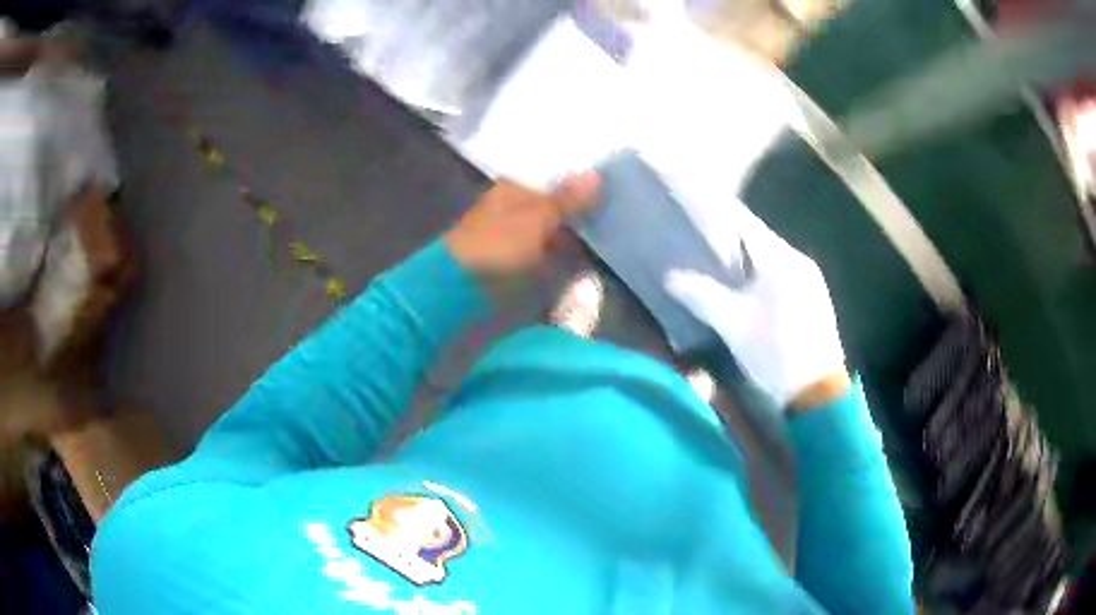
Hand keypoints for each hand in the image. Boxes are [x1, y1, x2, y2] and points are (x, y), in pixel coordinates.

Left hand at [445, 172, 600, 277]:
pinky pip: (541, 258)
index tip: (606, 203)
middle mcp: (509, 209)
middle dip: (575, 219)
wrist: (459, 287)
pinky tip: (577, 269)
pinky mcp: (508, 265)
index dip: (578, 193)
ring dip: (568, 243)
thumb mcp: (537, 218)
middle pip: (550, 210)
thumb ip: (567, 200)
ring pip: (547, 235)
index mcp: (512, 190)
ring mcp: (508, 238)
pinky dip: (556, 262)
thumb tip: (596, 174)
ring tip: (601, 250)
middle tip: (610, 227)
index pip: (552, 185)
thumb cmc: (498, 244)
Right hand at [665, 202, 848, 408]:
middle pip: (759, 239)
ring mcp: (810, 279)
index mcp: (781, 260)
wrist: (817, 392)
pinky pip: (782, 273)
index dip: (719, 214)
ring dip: (747, 256)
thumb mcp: (733, 325)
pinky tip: (748, 285)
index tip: (696, 207)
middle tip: (701, 235)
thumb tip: (670, 276)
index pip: (746, 224)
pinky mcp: (814, 298)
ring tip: (719, 259)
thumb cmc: (775, 352)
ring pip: (771, 257)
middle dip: (730, 236)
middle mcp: (799, 261)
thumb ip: (701, 296)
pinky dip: (761, 272)